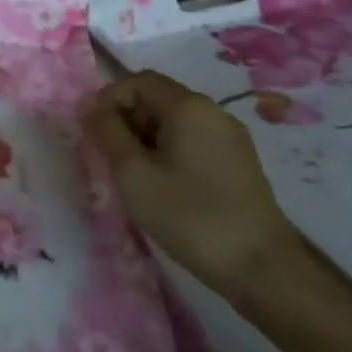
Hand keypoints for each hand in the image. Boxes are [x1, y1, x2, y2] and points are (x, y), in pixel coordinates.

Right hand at [81, 69, 299, 299]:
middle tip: (112, 161)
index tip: (94, 136)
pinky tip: (165, 189)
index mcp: (188, 106)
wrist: (263, 270)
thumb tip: (88, 104)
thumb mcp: (133, 174)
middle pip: (156, 99)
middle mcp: (213, 111)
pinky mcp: (239, 163)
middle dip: (126, 122)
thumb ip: (106, 132)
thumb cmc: (190, 217)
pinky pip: (192, 142)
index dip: (107, 101)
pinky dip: (168, 154)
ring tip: (136, 179)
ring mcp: (230, 138)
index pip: (136, 81)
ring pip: (173, 123)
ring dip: (145, 141)